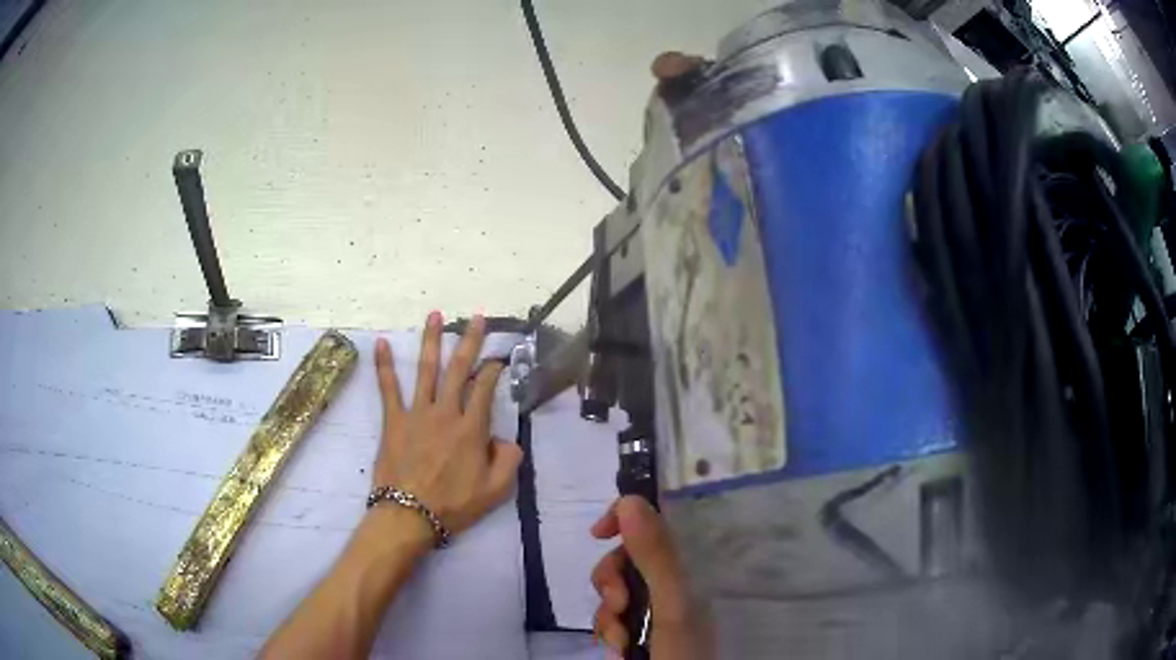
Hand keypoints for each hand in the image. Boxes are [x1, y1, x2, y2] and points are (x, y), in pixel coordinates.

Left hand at [373, 312, 522, 538]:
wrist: (409, 515)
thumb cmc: (454, 505)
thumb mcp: (496, 491)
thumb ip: (509, 460)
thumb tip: (507, 439)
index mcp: (472, 429)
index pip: (485, 388)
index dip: (493, 369)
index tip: (498, 357)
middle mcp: (446, 413)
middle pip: (459, 369)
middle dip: (470, 340)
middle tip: (477, 317)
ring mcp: (417, 413)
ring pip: (427, 370)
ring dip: (432, 340)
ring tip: (435, 315)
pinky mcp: (393, 420)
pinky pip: (388, 388)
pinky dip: (384, 365)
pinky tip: (380, 342)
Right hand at [591, 496, 704, 658]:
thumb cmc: (684, 650)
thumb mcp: (672, 603)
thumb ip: (655, 556)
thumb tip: (629, 500)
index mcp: (690, 567)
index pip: (656, 523)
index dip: (624, 518)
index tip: (599, 533)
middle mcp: (672, 582)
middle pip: (626, 558)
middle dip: (611, 582)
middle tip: (619, 606)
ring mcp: (656, 606)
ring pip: (614, 590)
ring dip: (608, 615)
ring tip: (622, 641)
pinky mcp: (641, 627)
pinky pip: (612, 615)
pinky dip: (609, 630)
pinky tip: (618, 648)